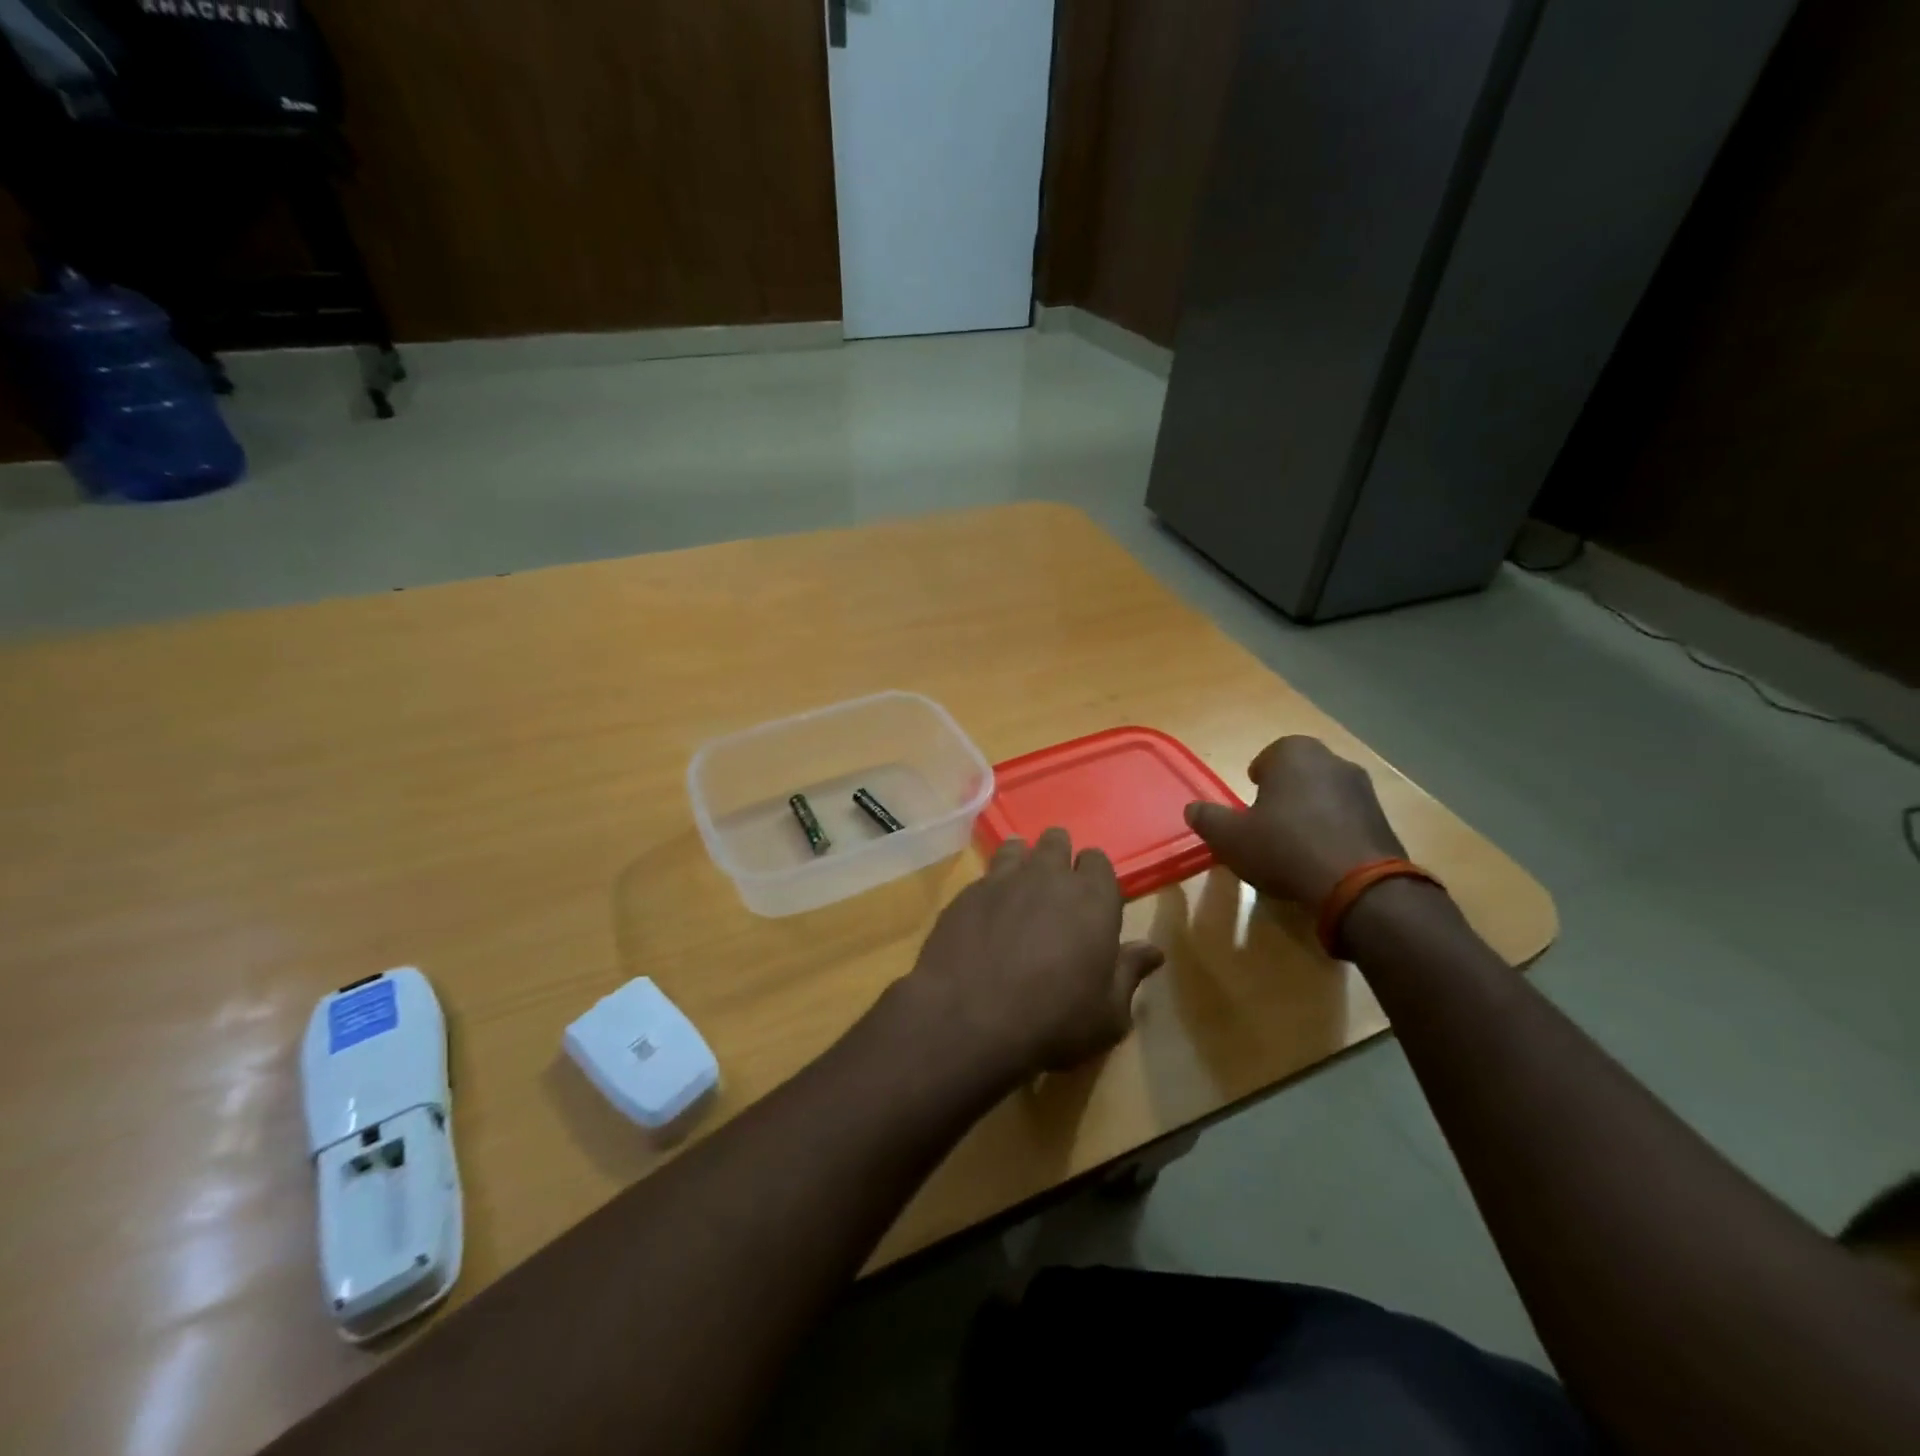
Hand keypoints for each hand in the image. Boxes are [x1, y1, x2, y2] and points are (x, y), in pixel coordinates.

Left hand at [902, 828, 1163, 1083]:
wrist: (969, 1020)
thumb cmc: (1054, 1021)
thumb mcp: (1108, 1014)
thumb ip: (1129, 973)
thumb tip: (1153, 950)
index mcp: (1092, 898)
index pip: (1098, 860)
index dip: (1094, 876)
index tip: (1091, 901)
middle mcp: (1048, 876)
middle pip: (1057, 842)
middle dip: (1059, 856)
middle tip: (1055, 890)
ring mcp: (1002, 880)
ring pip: (1017, 848)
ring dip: (1022, 862)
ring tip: (1019, 892)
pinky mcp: (965, 894)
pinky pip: (984, 877)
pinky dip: (990, 890)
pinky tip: (985, 917)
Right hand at [1184, 736, 1404, 906]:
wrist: (1358, 885)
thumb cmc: (1284, 847)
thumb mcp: (1230, 837)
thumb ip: (1208, 819)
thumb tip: (1192, 810)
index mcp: (1295, 754)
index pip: (1270, 755)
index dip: (1258, 778)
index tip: (1250, 801)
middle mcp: (1333, 761)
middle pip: (1300, 773)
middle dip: (1285, 792)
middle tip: (1268, 822)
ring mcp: (1364, 790)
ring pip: (1326, 794)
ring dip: (1311, 811)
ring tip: (1294, 844)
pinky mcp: (1383, 820)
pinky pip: (1347, 818)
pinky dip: (1334, 831)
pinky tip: (1321, 859)